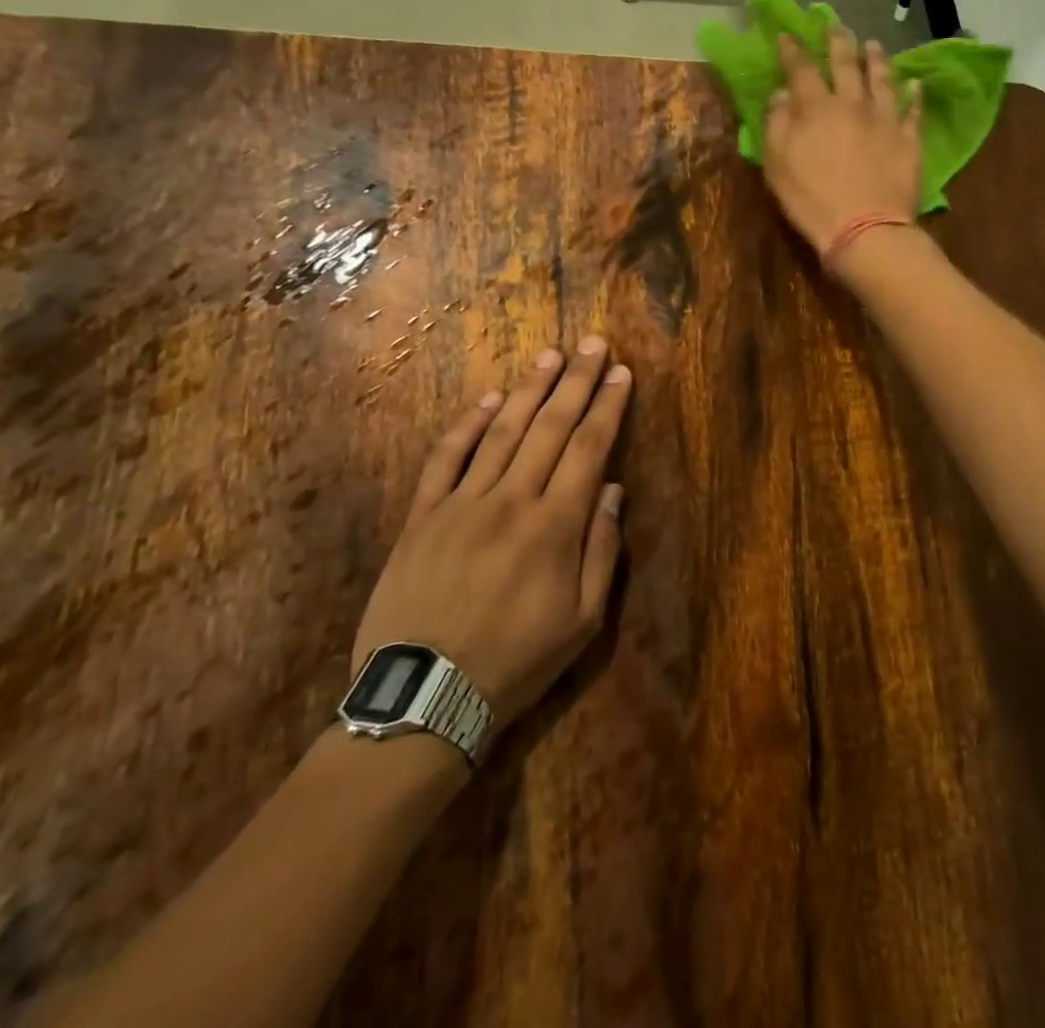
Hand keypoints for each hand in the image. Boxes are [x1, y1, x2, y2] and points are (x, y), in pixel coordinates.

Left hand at [350, 338, 632, 741]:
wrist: (423, 699)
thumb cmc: (517, 662)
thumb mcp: (583, 622)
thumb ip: (601, 551)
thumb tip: (611, 490)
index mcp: (555, 526)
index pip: (589, 449)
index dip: (608, 407)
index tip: (622, 373)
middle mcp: (511, 501)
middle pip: (550, 427)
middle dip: (577, 382)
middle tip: (594, 344)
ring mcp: (462, 504)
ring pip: (502, 432)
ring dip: (529, 389)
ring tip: (551, 355)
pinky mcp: (422, 516)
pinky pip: (446, 459)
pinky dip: (467, 426)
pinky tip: (488, 399)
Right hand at [763, 27, 921, 256]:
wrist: (865, 228)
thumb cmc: (812, 200)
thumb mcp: (778, 164)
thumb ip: (777, 124)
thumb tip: (782, 93)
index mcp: (816, 108)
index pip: (801, 69)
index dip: (793, 50)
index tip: (787, 35)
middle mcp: (853, 104)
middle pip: (846, 64)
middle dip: (838, 42)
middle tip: (836, 25)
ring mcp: (885, 120)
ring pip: (882, 79)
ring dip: (876, 59)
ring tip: (873, 45)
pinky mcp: (909, 140)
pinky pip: (913, 111)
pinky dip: (914, 95)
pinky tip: (916, 83)